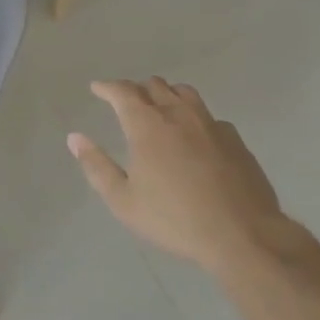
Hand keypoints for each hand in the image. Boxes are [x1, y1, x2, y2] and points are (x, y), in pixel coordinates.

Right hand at [68, 78, 282, 273]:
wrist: (243, 234)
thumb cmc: (175, 219)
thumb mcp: (124, 201)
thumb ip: (97, 166)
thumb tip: (75, 138)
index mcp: (147, 125)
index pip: (122, 91)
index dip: (107, 87)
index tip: (97, 88)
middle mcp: (178, 114)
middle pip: (154, 86)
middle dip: (136, 89)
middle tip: (127, 100)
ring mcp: (210, 124)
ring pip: (185, 93)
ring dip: (167, 94)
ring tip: (161, 106)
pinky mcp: (235, 139)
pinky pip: (209, 116)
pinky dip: (195, 117)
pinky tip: (196, 135)